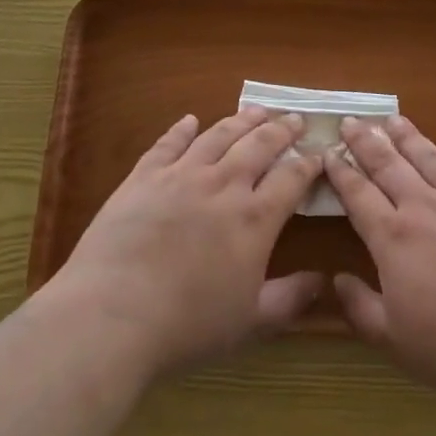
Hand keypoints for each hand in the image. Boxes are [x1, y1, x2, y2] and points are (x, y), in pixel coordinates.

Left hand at [50, 108, 325, 378]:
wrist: (112, 315)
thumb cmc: (187, 325)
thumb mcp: (250, 322)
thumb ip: (290, 299)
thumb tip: (322, 281)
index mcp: (255, 219)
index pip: (292, 179)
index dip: (309, 163)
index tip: (320, 153)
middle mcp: (223, 185)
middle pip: (260, 145)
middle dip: (282, 130)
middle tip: (295, 119)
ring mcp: (181, 176)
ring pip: (219, 135)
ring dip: (242, 120)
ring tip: (258, 110)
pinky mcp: (143, 177)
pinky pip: (168, 144)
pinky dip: (182, 129)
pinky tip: (190, 120)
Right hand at [325, 115, 435, 405]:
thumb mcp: (395, 341)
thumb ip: (360, 308)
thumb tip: (337, 280)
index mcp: (393, 238)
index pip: (358, 195)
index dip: (341, 172)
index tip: (328, 152)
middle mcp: (425, 208)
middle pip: (389, 165)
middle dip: (366, 142)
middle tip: (351, 120)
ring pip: (429, 157)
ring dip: (408, 136)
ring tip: (393, 119)